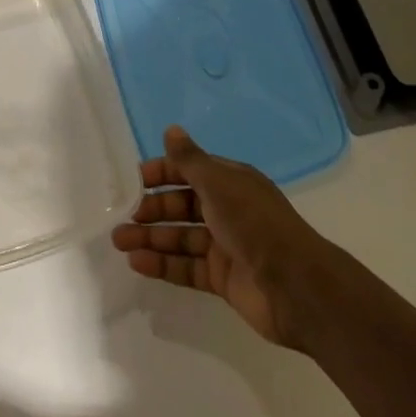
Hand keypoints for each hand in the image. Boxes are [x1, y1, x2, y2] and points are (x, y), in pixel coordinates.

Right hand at [112, 126, 337, 352]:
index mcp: (229, 182)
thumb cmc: (254, 223)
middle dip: (150, 210)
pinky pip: (187, 267)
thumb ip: (190, 160)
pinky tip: (138, 264)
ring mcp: (224, 246)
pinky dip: (163, 264)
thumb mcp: (219, 183)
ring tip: (119, 243)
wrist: (296, 287)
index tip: (133, 181)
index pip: (188, 171)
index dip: (161, 173)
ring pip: (180, 238)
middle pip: (180, 206)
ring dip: (150, 238)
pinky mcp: (222, 279)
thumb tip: (171, 129)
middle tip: (120, 218)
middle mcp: (226, 210)